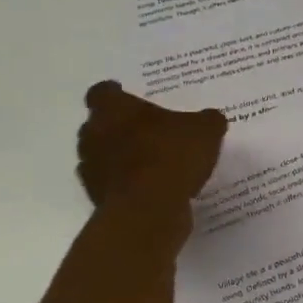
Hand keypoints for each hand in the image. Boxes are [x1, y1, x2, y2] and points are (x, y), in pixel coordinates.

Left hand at [77, 81, 226, 212]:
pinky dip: (128, 183)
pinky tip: (152, 188)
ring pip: (104, 155)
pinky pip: (113, 184)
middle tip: (148, 130)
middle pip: (100, 124)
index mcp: (113, 108)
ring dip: (122, 157)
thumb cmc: (172, 156)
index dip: (116, 94)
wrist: (149, 210)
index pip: (102, 92)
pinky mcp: (97, 197)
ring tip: (152, 162)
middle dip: (120, 126)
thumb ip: (208, 120)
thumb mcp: (206, 130)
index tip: (128, 97)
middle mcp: (93, 134)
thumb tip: (211, 119)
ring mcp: (91, 168)